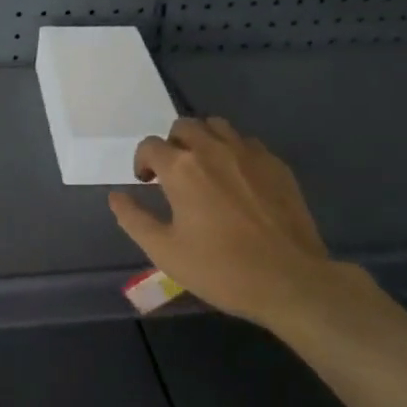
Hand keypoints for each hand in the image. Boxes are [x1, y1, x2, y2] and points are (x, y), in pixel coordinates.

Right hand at [107, 117, 382, 335]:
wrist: (290, 281)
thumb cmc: (221, 269)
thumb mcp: (164, 251)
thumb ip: (133, 219)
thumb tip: (116, 196)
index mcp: (181, 168)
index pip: (150, 145)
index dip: (142, 162)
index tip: (146, 183)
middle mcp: (213, 149)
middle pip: (184, 126)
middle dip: (172, 144)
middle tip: (174, 175)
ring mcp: (249, 154)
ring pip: (218, 127)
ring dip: (203, 140)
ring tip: (205, 169)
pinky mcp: (277, 165)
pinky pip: (248, 143)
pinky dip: (234, 152)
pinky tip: (238, 181)